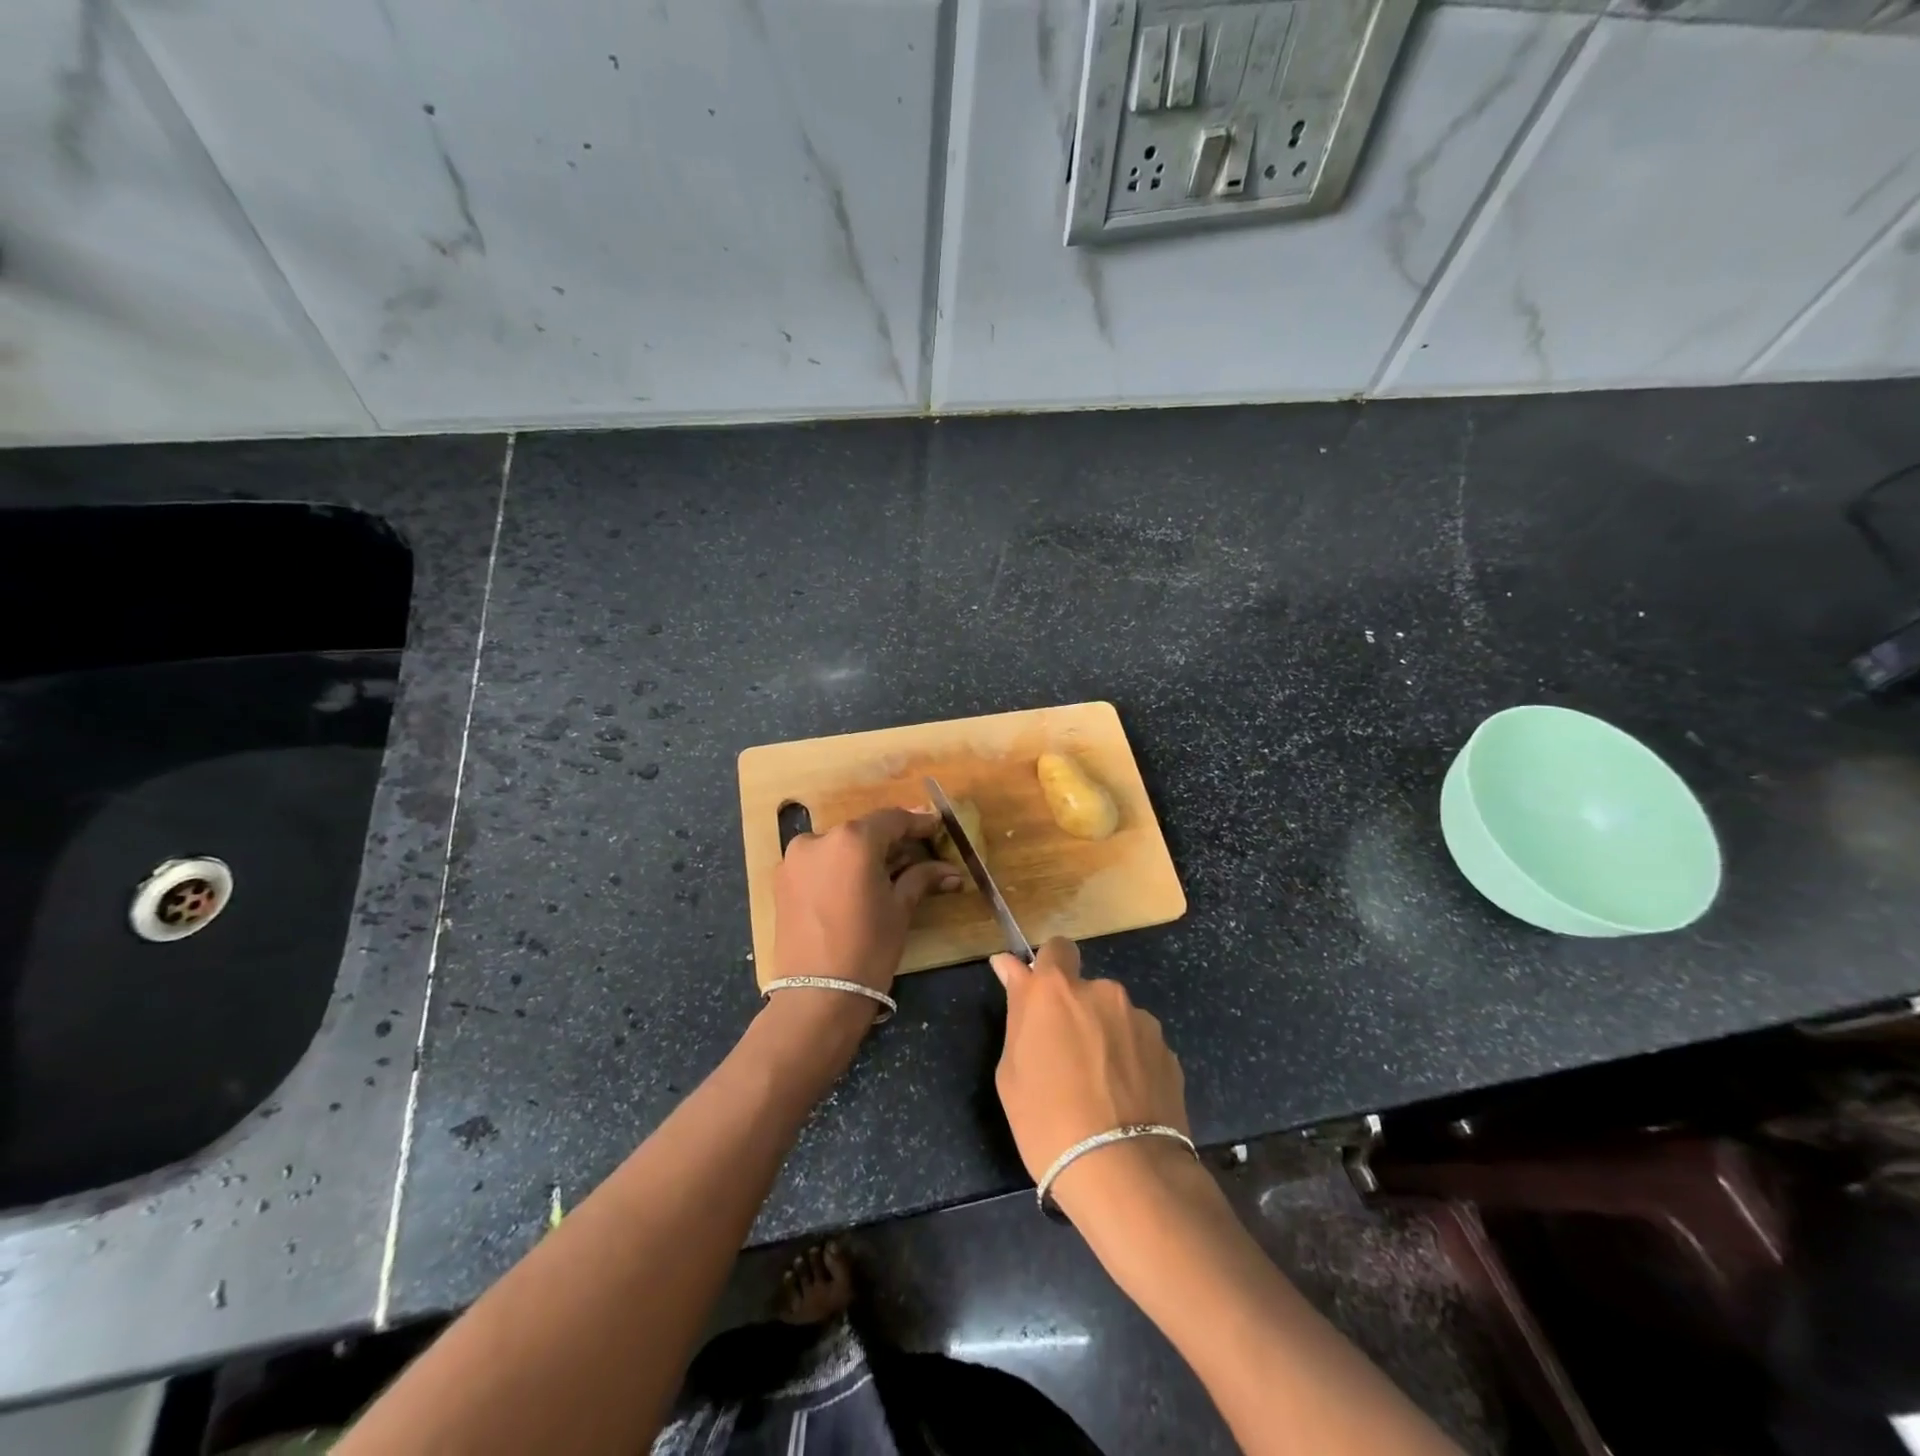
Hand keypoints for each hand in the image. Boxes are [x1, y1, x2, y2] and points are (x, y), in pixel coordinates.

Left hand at [773, 807, 959, 1000]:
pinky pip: (820, 863)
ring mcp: (795, 859)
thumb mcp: (900, 909)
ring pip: (839, 846)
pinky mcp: (782, 880)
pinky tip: (858, 884)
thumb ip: (921, 878)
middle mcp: (819, 838)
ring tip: (889, 872)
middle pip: (864, 831)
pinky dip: (840, 868)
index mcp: (852, 840)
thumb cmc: (868, 948)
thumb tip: (951, 871)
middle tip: (918, 852)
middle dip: (891, 841)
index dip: (917, 822)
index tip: (936, 827)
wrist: (817, 997)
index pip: (892, 819)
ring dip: (864, 855)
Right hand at [990, 938, 1190, 1215]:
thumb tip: (1009, 966)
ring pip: (1115, 1020)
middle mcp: (1102, 992)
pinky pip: (1139, 1047)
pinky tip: (1126, 1103)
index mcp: (1056, 990)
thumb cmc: (1048, 1122)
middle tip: (1066, 1060)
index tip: (1040, 997)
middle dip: (1076, 1013)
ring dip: (1106, 1039)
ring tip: (1101, 1091)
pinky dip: (1131, 1063)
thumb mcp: (1011, 1071)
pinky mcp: (1168, 1052)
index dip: (1048, 968)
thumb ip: (1017, 1010)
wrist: (1125, 1173)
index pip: (1055, 949)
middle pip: (1086, 990)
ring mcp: (1140, 1020)